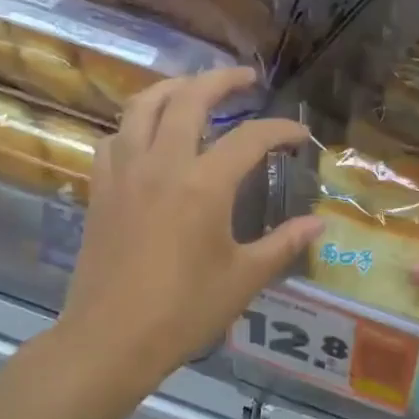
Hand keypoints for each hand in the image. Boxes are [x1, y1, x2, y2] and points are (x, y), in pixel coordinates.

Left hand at [56, 68, 320, 384]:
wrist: (110, 339)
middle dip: (222, 80)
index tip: (299, 135)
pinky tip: (148, 136)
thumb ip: (283, 243)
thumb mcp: (244, 278)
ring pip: (143, 106)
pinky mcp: (101, 189)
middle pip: (190, 98)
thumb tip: (318, 223)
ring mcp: (124, 172)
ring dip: (174, 88)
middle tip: (246, 79)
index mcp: (204, 185)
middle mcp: (162, 164)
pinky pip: (115, 138)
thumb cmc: (184, 311)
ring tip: (195, 89)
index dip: (280, 130)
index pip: (250, 138)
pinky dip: (136, 124)